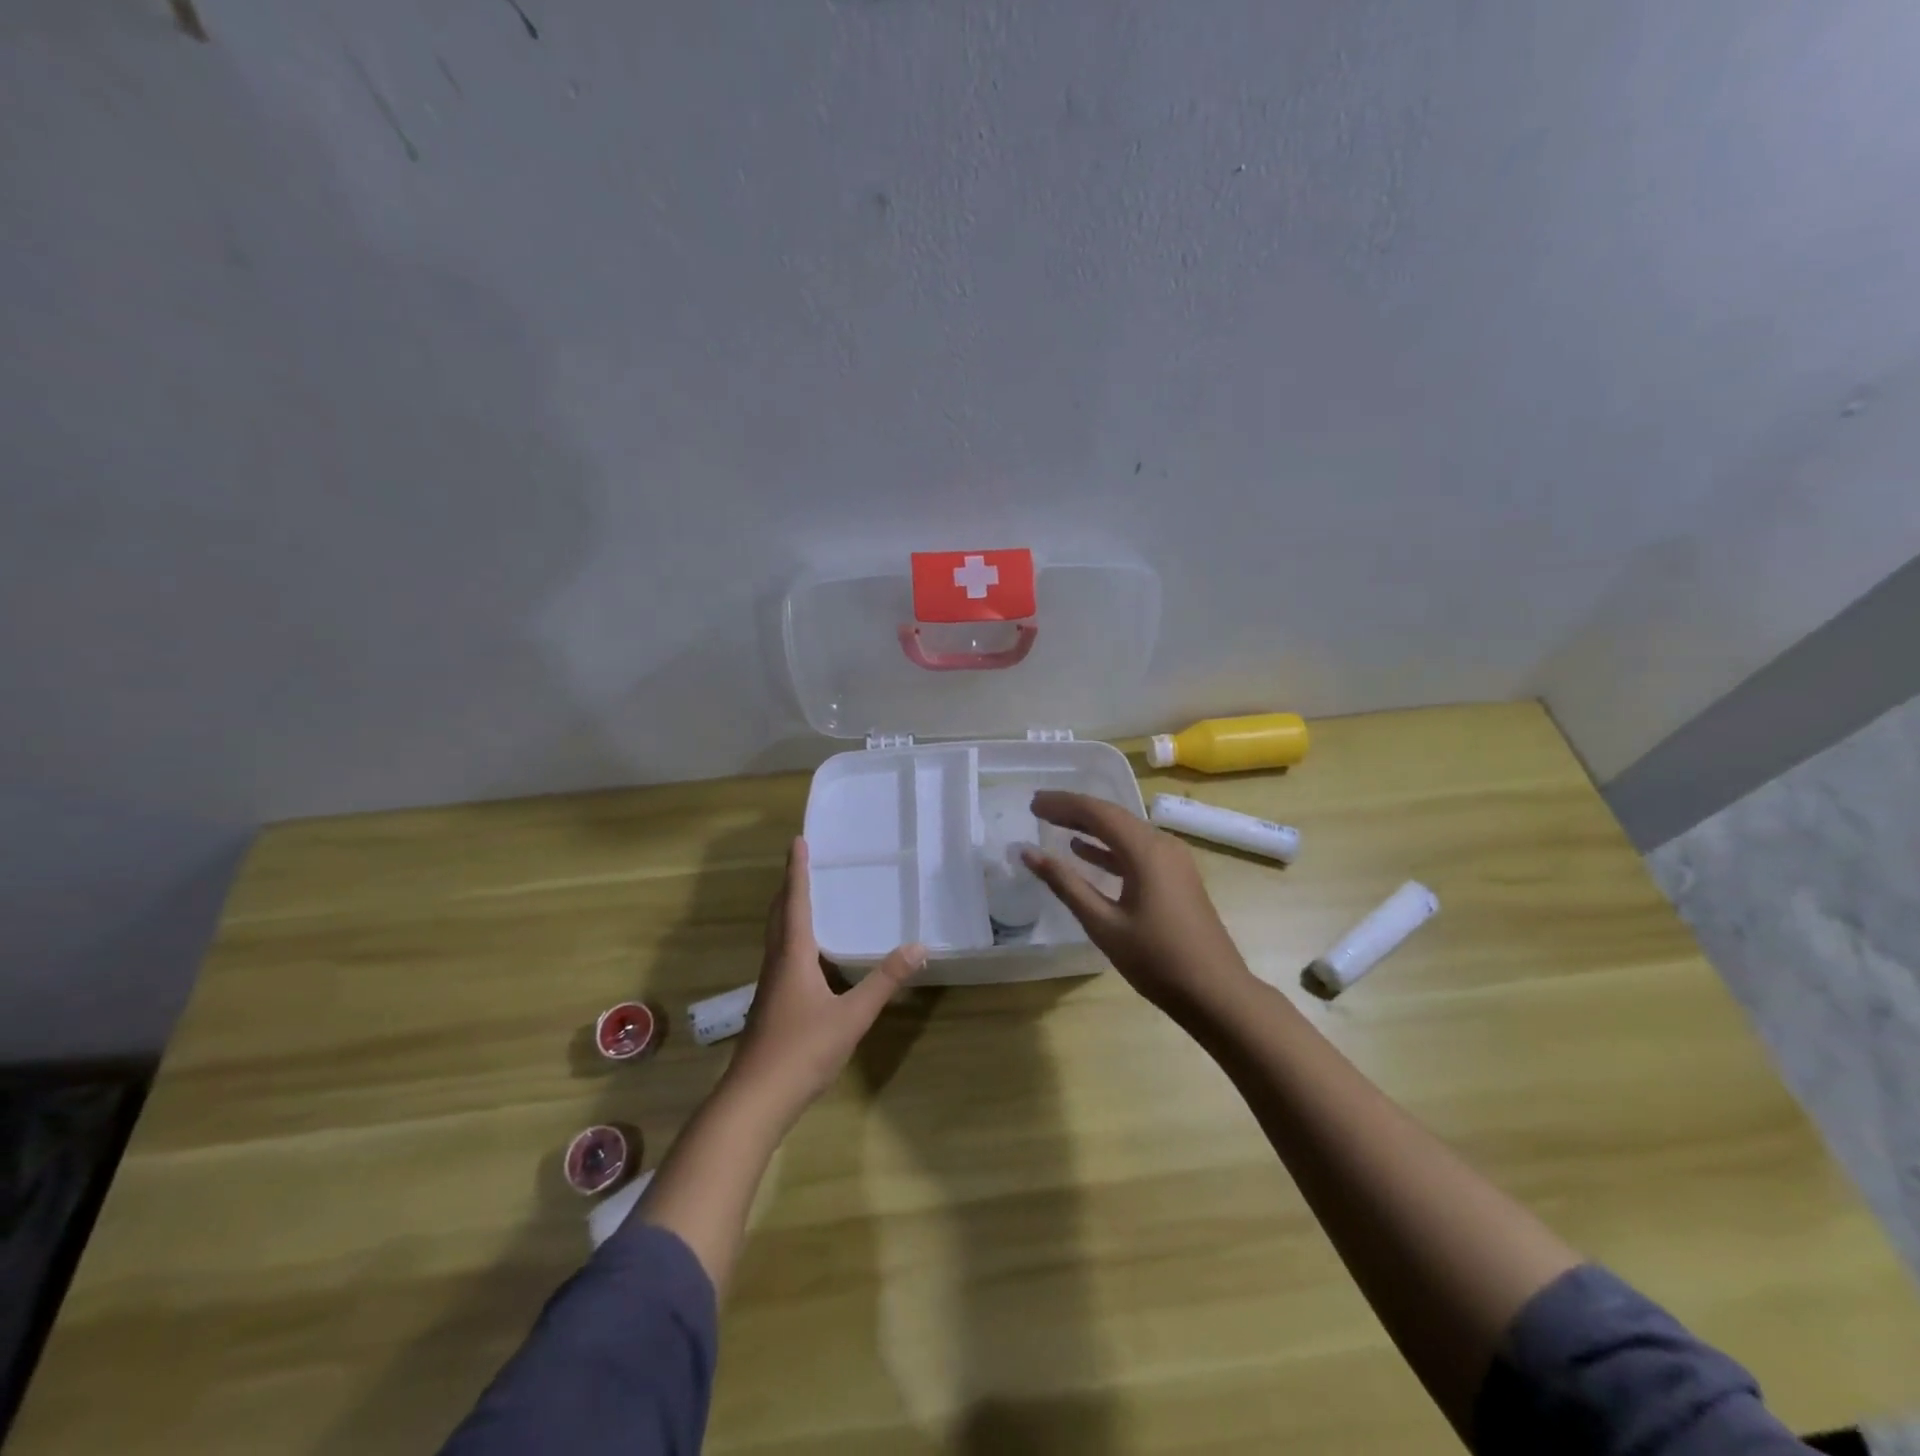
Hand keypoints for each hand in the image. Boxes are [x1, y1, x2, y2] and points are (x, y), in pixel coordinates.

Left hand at [725, 839, 926, 1122]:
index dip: (796, 871)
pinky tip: (808, 955)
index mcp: (792, 956)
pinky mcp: (770, 1005)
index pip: (795, 902)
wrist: (755, 1099)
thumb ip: (884, 981)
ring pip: (776, 936)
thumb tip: (918, 947)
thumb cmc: (802, 1050)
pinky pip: (781, 956)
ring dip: (787, 911)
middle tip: (801, 862)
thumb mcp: (851, 1016)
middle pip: (779, 914)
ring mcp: (770, 986)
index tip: (797, 841)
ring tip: (805, 898)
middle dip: (789, 886)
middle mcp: (776, 963)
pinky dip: (791, 938)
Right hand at [1022, 791, 1253, 1017]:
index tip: (1032, 803)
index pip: (1097, 812)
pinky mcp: (1176, 877)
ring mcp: (1174, 860)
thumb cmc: (1156, 959)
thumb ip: (1065, 884)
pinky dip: (1108, 847)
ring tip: (1054, 824)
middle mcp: (1163, 845)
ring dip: (1090, 827)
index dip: (1062, 804)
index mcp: (1146, 851)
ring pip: (1125, 832)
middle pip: (1112, 816)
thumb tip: (1028, 853)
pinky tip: (1084, 852)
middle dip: (1074, 810)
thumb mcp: (1103, 923)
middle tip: (1038, 808)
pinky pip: (1137, 850)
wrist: (1216, 993)